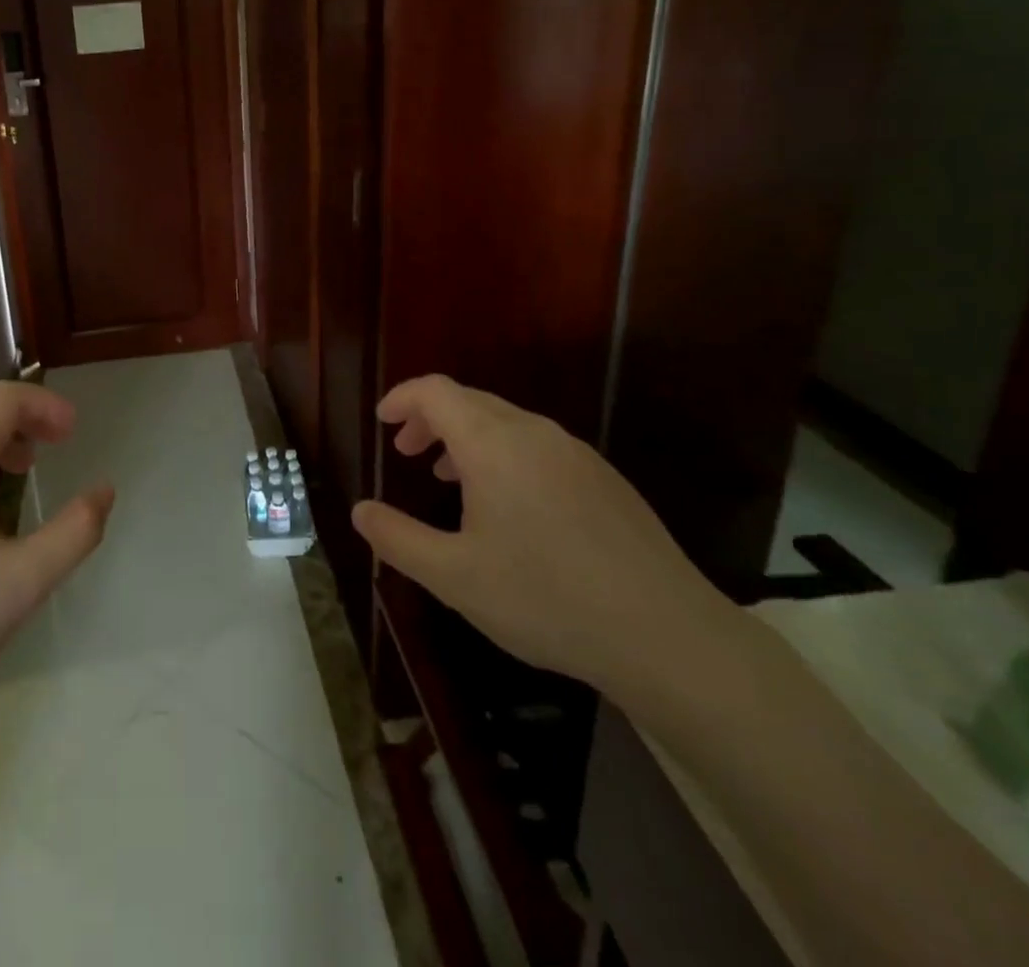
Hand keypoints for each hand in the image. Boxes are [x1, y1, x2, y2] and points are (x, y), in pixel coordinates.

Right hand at [351, 375, 732, 691]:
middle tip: (407, 453)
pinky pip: (539, 446)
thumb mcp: (454, 576)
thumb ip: (397, 538)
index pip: (437, 392)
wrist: (668, 636)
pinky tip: (510, 508)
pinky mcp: (605, 479)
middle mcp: (535, 433)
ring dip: (468, 439)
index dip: (403, 398)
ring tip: (450, 479)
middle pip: (470, 401)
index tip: (383, 422)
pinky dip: (505, 456)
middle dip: (431, 419)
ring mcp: (576, 454)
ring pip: (507, 424)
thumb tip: (360, 511)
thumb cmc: (546, 598)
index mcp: (494, 445)